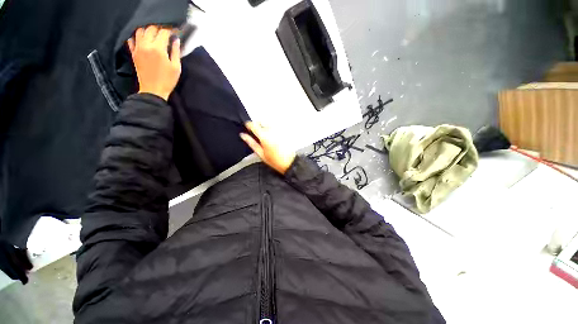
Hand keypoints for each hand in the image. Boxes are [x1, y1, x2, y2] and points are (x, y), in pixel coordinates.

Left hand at [128, 25, 180, 100]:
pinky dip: (137, 37)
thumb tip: (176, 40)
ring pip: (140, 31)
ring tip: (154, 36)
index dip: (170, 31)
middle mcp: (146, 45)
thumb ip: (176, 52)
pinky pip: (131, 40)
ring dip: (147, 31)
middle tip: (165, 34)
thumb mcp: (176, 67)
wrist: (152, 91)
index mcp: (158, 49)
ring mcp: (138, 48)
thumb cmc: (167, 80)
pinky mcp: (133, 53)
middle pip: (151, 29)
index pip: (163, 32)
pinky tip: (143, 40)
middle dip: (159, 29)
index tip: (174, 33)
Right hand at [240, 122, 295, 174]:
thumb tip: (243, 135)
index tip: (247, 126)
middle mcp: (272, 131)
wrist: (289, 162)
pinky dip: (272, 129)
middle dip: (257, 125)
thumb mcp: (260, 153)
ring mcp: (279, 131)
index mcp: (264, 137)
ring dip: (265, 126)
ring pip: (268, 123)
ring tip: (265, 136)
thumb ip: (251, 143)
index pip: (253, 125)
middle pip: (261, 122)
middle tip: (257, 133)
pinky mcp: (284, 132)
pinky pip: (275, 126)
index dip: (249, 124)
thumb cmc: (275, 161)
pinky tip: (273, 137)